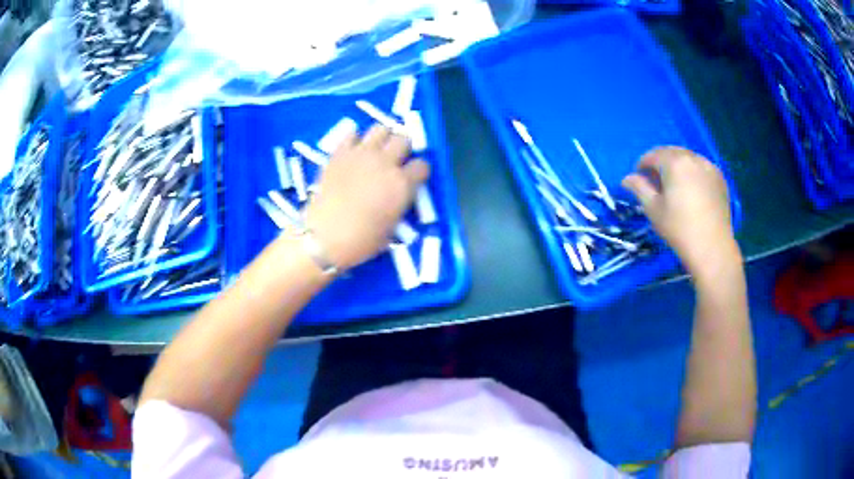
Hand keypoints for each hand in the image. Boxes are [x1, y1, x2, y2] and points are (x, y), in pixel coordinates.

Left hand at [302, 124, 429, 269]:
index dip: (419, 172)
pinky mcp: (339, 153)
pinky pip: (352, 134)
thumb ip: (398, 205)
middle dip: (403, 148)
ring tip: (377, 150)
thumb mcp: (391, 228)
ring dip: (383, 138)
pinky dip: (355, 140)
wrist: (323, 237)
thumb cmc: (361, 241)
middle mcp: (385, 162)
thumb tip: (397, 196)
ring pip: (381, 128)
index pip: (422, 165)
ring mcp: (361, 154)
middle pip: (404, 139)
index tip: (413, 179)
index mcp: (402, 184)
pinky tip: (354, 151)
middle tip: (396, 160)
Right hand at [622, 147, 738, 273]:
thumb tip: (627, 178)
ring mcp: (709, 166)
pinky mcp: (720, 178)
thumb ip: (639, 188)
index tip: (638, 178)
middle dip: (660, 162)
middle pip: (671, 152)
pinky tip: (692, 190)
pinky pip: (702, 167)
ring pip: (688, 158)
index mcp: (674, 162)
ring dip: (678, 165)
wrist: (712, 247)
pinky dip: (693, 172)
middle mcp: (692, 157)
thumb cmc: (679, 228)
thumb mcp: (653, 209)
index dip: (642, 165)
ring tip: (675, 185)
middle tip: (655, 181)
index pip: (653, 155)